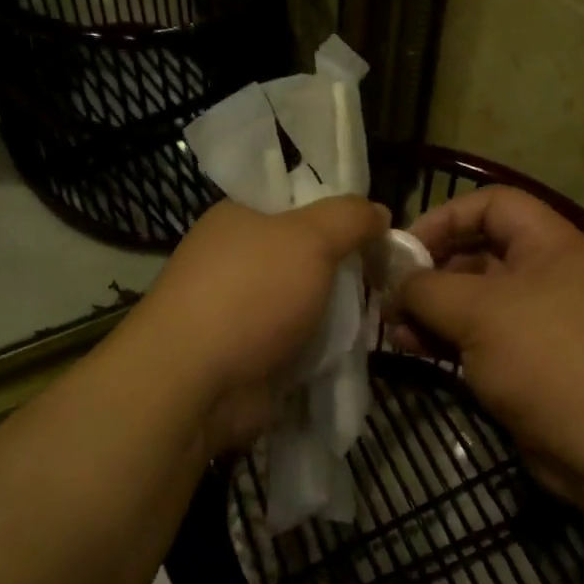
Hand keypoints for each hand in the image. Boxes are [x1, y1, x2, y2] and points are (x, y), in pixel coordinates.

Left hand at [127, 197, 387, 453]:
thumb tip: (379, 212)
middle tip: (387, 276)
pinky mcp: (249, 354)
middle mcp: (236, 259)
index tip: (379, 230)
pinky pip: (298, 342)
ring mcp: (240, 310)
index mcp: (239, 217)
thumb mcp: (311, 237)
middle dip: (345, 267)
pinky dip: (322, 346)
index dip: (340, 212)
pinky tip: (354, 348)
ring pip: (306, 301)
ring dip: (338, 312)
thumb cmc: (251, 293)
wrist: (196, 382)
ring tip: (377, 315)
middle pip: (306, 254)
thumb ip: (350, 218)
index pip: (298, 201)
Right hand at [396, 187, 583, 508]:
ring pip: (472, 298)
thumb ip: (426, 288)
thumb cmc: (547, 359)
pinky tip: (413, 349)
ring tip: (394, 330)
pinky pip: (477, 335)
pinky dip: (444, 337)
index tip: (404, 249)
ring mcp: (537, 320)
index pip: (492, 204)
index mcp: (549, 244)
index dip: (445, 216)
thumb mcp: (478, 312)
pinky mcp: (526, 361)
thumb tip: (395, 285)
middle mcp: (545, 274)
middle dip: (429, 271)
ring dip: (430, 309)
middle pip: (476, 252)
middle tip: (389, 295)